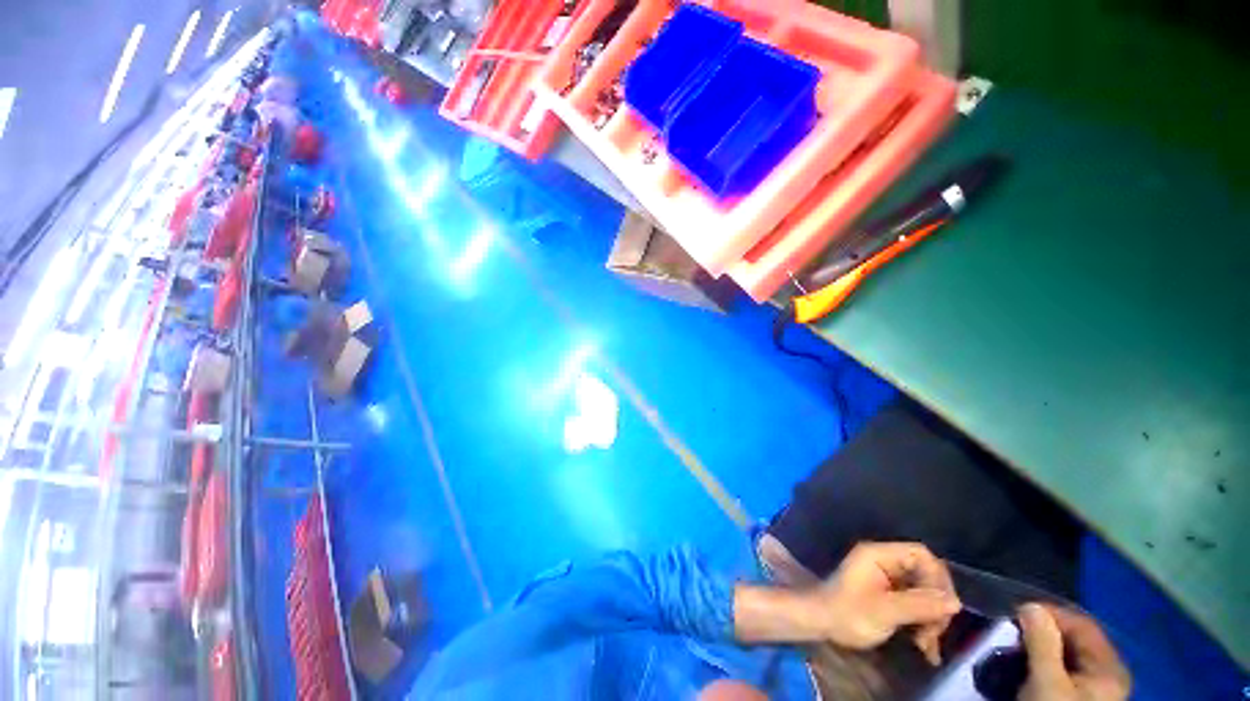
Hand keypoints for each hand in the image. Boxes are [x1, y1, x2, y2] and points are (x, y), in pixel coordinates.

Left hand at [815, 542, 960, 663]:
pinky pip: (916, 604)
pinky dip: (923, 623)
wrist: (821, 623)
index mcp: (879, 555)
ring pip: (924, 593)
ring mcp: (887, 579)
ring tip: (927, 644)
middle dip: (935, 604)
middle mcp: (884, 562)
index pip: (920, 555)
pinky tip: (925, 648)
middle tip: (934, 632)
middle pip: (925, 575)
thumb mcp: (885, 610)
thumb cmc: (848, 613)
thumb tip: (956, 603)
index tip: (944, 607)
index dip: (937, 578)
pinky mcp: (889, 595)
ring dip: (931, 619)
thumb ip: (919, 604)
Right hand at [1018, 603, 1130, 700]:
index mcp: (1110, 668)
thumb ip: (1042, 642)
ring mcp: (1095, 691)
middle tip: (1013, 629)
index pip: (1083, 625)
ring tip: (1015, 647)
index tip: (1017, 610)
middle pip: (1076, 641)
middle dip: (1044, 632)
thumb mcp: (1046, 682)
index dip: (1051, 613)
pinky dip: (1044, 664)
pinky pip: (1064, 672)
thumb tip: (1030, 605)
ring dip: (1041, 648)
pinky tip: (1026, 667)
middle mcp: (1108, 675)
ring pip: (1068, 657)